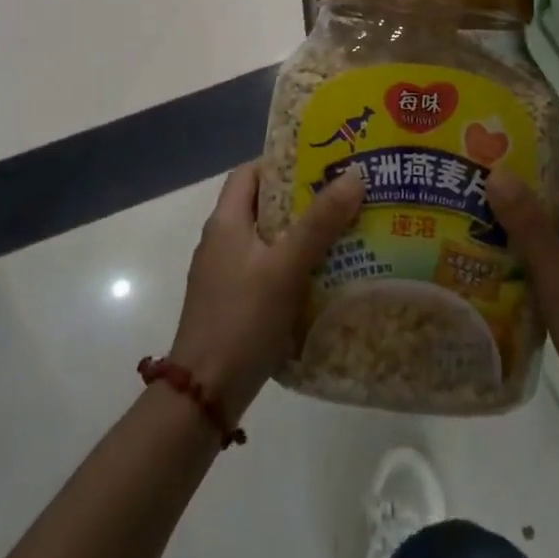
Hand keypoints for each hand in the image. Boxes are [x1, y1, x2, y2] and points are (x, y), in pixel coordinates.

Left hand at [168, 160, 364, 419]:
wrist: (203, 395)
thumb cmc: (242, 319)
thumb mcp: (285, 266)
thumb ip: (320, 222)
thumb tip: (355, 174)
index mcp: (226, 221)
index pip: (250, 172)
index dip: (283, 162)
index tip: (322, 162)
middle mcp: (221, 241)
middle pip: (263, 205)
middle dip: (303, 198)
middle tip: (345, 196)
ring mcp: (225, 274)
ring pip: (269, 239)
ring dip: (302, 234)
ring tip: (345, 232)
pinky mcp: (233, 303)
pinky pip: (267, 269)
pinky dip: (294, 265)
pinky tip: (324, 276)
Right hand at [486, 165, 558, 433]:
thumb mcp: (556, 271)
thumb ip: (527, 222)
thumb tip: (497, 172)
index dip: (531, 164)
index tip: (490, 159)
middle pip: (558, 206)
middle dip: (517, 198)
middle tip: (472, 192)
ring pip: (553, 238)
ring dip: (519, 231)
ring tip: (473, 225)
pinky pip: (554, 265)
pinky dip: (527, 261)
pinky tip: (495, 268)